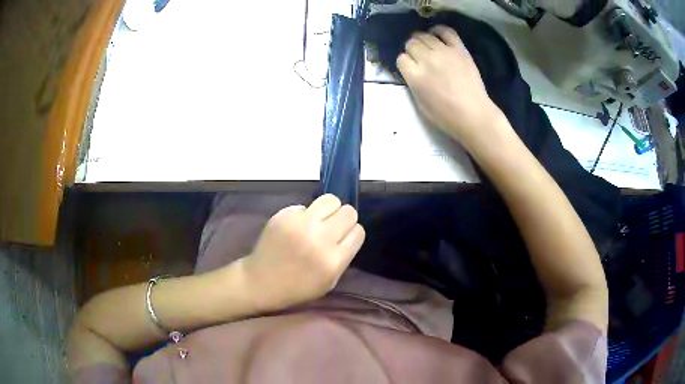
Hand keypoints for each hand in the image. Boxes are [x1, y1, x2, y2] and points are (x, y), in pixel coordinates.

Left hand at [241, 194, 365, 309]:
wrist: (261, 281)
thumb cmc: (297, 287)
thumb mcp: (329, 282)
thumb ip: (343, 256)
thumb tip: (348, 232)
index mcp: (333, 260)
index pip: (358, 232)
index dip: (352, 234)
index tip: (344, 238)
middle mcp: (319, 239)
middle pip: (348, 212)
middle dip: (344, 219)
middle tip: (333, 228)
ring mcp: (300, 224)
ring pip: (330, 200)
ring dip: (329, 210)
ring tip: (319, 220)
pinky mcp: (284, 215)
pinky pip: (306, 206)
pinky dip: (305, 215)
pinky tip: (296, 227)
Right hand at [397, 25, 504, 148]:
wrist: (474, 115)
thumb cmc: (446, 116)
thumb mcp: (420, 103)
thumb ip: (412, 83)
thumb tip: (411, 70)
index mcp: (415, 77)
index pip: (401, 58)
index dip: (405, 63)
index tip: (410, 68)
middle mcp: (427, 60)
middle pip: (411, 44)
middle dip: (412, 50)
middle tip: (419, 57)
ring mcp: (444, 52)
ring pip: (424, 35)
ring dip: (422, 40)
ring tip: (427, 47)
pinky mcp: (459, 49)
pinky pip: (446, 31)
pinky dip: (438, 30)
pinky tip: (436, 34)